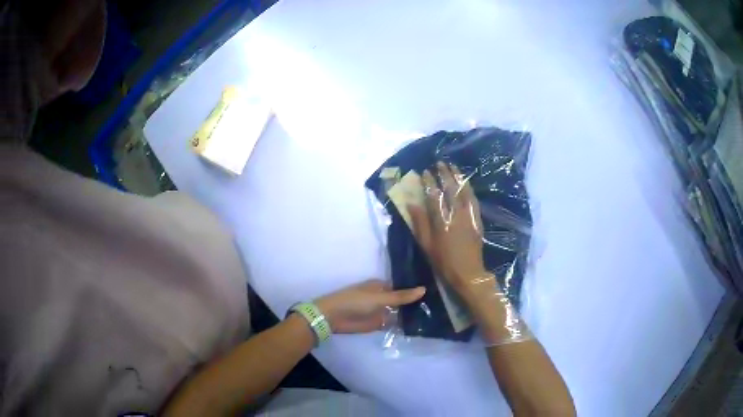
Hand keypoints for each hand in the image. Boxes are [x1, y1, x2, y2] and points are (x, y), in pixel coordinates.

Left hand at [315, 280, 425, 332]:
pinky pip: (394, 324)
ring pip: (400, 312)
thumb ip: (401, 296)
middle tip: (439, 305)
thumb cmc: (355, 301)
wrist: (334, 317)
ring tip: (434, 316)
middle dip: (416, 303)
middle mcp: (383, 298)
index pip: (403, 287)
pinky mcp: (379, 324)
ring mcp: (382, 311)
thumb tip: (424, 289)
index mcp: (382, 286)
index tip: (435, 291)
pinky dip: (404, 325)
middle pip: (402, 300)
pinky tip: (420, 327)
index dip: (416, 289)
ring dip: (411, 315)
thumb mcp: (379, 297)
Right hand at [409, 162, 495, 300]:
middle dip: (445, 174)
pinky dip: (469, 188)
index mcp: (441, 220)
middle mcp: (456, 213)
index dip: (430, 182)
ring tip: (453, 167)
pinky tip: (466, 183)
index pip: (434, 195)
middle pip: (451, 189)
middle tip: (440, 163)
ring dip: (458, 177)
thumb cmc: (443, 261)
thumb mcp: (426, 245)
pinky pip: (473, 199)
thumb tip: (411, 204)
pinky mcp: (477, 219)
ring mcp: (469, 215)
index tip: (425, 172)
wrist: (468, 273)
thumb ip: (420, 223)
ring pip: (464, 191)